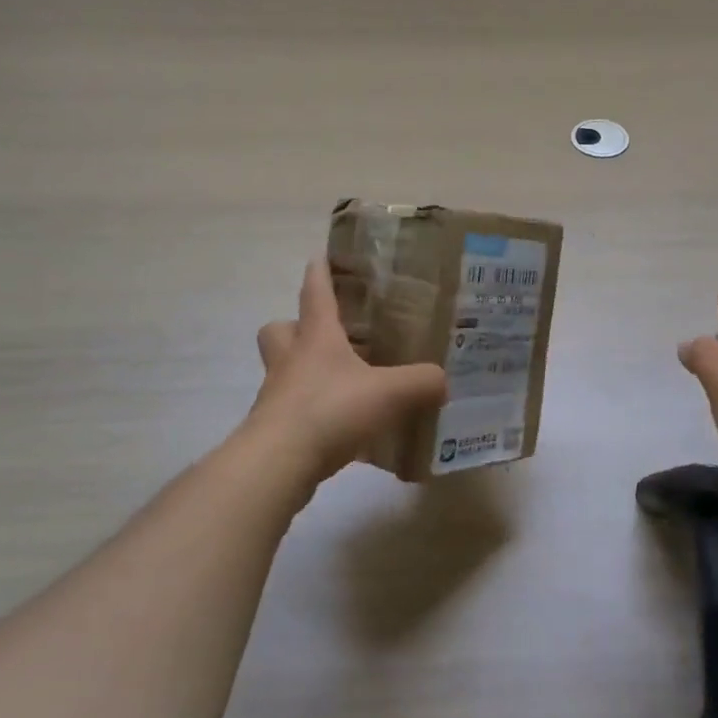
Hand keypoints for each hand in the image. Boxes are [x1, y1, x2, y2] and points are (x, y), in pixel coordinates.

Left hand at [249, 260, 448, 483]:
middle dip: (296, 326)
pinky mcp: (274, 427)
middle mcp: (291, 359)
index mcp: (316, 337)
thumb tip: (443, 381)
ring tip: (341, 383)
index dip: (319, 272)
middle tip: (327, 336)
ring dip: (305, 371)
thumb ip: (422, 382)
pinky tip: (340, 426)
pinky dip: (312, 412)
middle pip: (279, 329)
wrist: (278, 461)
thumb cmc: (331, 410)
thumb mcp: (390, 392)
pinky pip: (292, 409)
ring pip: (283, 369)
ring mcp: (277, 394)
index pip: (315, 292)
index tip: (320, 256)